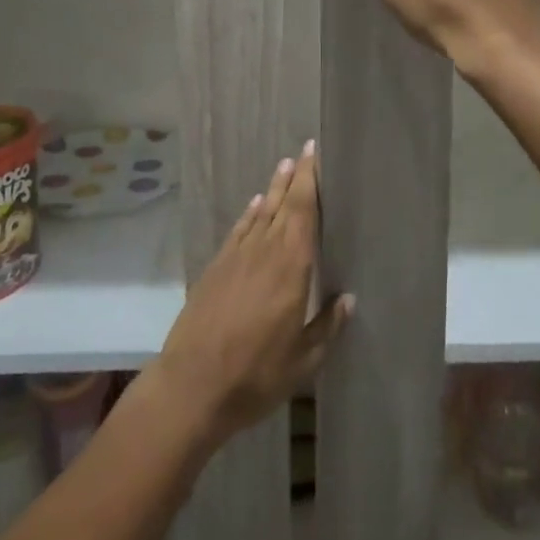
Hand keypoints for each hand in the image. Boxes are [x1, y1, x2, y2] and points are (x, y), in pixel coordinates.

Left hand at [151, 143, 351, 445]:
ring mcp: (236, 258)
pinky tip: (255, 206)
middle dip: (295, 178)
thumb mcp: (303, 361)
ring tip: (284, 167)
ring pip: (260, 213)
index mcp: (291, 268)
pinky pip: (238, 230)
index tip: (315, 154)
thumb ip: (327, 326)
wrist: (191, 386)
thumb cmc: (255, 375)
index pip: (303, 212)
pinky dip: (249, 214)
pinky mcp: (215, 268)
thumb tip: (348, 299)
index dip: (310, 181)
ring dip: (273, 189)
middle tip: (304, 152)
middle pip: (282, 205)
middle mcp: (264, 252)